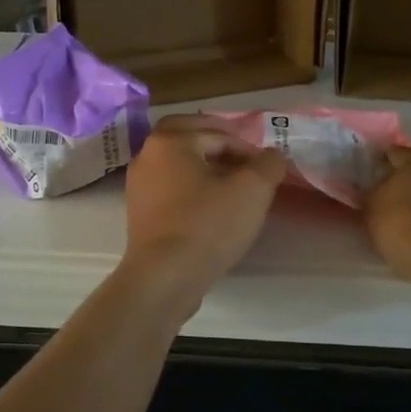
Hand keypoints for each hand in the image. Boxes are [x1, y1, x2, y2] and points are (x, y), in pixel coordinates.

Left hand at [121, 115, 287, 295]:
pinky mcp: (139, 213)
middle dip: (217, 143)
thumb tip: (272, 156)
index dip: (247, 148)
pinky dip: (190, 189)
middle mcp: (147, 155)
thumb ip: (268, 164)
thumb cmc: (207, 226)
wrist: (164, 278)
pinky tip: (211, 209)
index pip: (217, 133)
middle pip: (188, 137)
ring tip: (232, 187)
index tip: (266, 169)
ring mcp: (138, 185)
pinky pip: (169, 188)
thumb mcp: (252, 190)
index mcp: (170, 141)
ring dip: (204, 167)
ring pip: (177, 164)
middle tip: (244, 161)